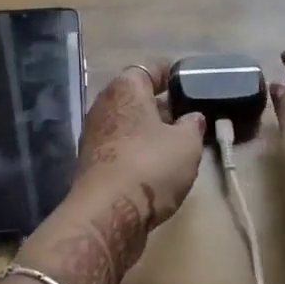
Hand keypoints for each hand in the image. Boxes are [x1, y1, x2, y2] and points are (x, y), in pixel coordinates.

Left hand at [16, 65, 205, 283]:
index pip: (149, 69)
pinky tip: (156, 163)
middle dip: (159, 104)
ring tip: (176, 140)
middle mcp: (104, 105)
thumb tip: (192, 118)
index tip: (187, 80)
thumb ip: (193, 125)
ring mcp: (94, 134)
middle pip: (135, 96)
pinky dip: (137, 149)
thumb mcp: (187, 144)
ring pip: (127, 122)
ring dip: (148, 129)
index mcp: (126, 88)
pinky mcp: (91, 162)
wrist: (107, 214)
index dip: (170, 73)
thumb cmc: (150, 166)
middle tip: (186, 113)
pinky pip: (120, 145)